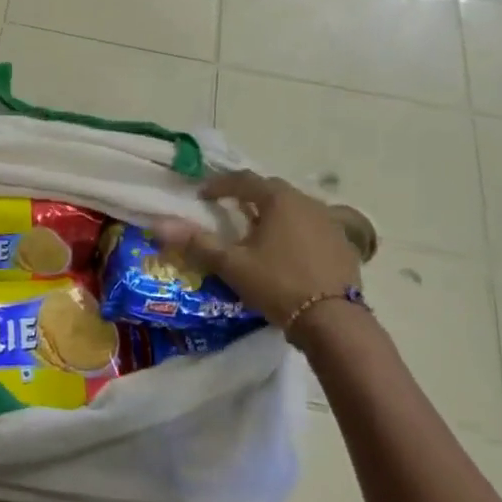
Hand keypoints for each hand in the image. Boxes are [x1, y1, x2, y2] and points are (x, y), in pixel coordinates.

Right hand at [151, 172, 367, 329]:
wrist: (334, 320)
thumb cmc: (278, 284)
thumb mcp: (232, 264)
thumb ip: (197, 243)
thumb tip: (158, 225)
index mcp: (278, 200)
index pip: (243, 181)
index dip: (220, 185)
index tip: (202, 195)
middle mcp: (307, 202)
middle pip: (271, 190)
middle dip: (248, 196)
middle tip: (229, 209)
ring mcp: (330, 222)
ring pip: (294, 207)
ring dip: (273, 212)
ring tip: (257, 230)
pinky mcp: (343, 243)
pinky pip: (313, 226)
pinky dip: (295, 230)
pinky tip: (288, 249)